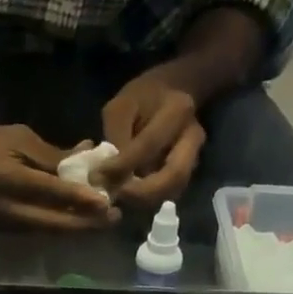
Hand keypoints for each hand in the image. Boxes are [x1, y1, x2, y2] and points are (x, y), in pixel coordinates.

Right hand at [0, 117, 120, 230]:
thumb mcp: (19, 138)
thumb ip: (51, 155)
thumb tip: (85, 161)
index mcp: (8, 180)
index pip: (50, 192)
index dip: (79, 198)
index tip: (105, 201)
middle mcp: (9, 209)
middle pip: (54, 223)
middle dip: (87, 223)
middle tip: (115, 216)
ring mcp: (8, 224)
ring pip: (50, 231)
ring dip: (79, 227)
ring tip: (105, 219)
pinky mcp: (9, 230)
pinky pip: (42, 230)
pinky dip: (65, 225)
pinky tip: (83, 219)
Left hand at [100, 64, 206, 208]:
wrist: (173, 93)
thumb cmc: (143, 97)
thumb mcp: (121, 106)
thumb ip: (115, 137)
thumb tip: (106, 175)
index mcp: (177, 111)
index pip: (149, 145)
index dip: (122, 165)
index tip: (98, 176)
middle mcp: (193, 137)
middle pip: (174, 176)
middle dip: (142, 193)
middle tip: (116, 196)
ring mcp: (194, 157)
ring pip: (173, 190)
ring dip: (145, 200)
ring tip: (119, 197)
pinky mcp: (188, 171)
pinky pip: (169, 193)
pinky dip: (149, 199)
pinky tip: (129, 196)